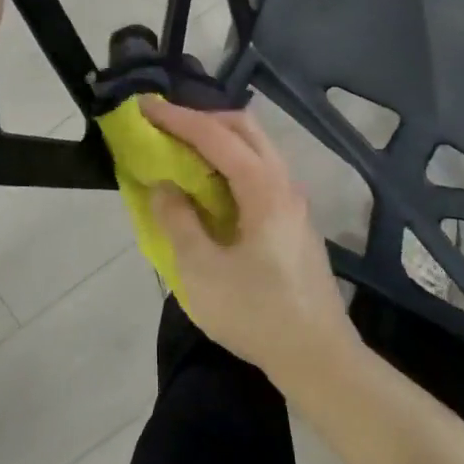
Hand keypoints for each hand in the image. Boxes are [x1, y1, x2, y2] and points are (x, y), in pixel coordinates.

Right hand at [141, 98, 358, 387]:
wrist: (319, 357)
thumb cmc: (257, 314)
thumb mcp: (202, 271)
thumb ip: (178, 221)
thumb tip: (164, 186)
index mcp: (263, 188)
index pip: (216, 136)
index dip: (178, 118)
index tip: (145, 106)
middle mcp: (284, 183)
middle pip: (244, 129)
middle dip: (202, 119)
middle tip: (166, 127)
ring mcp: (294, 201)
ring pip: (256, 149)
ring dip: (218, 141)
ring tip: (182, 152)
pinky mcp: (294, 220)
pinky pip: (260, 172)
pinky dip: (231, 164)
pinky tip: (210, 188)